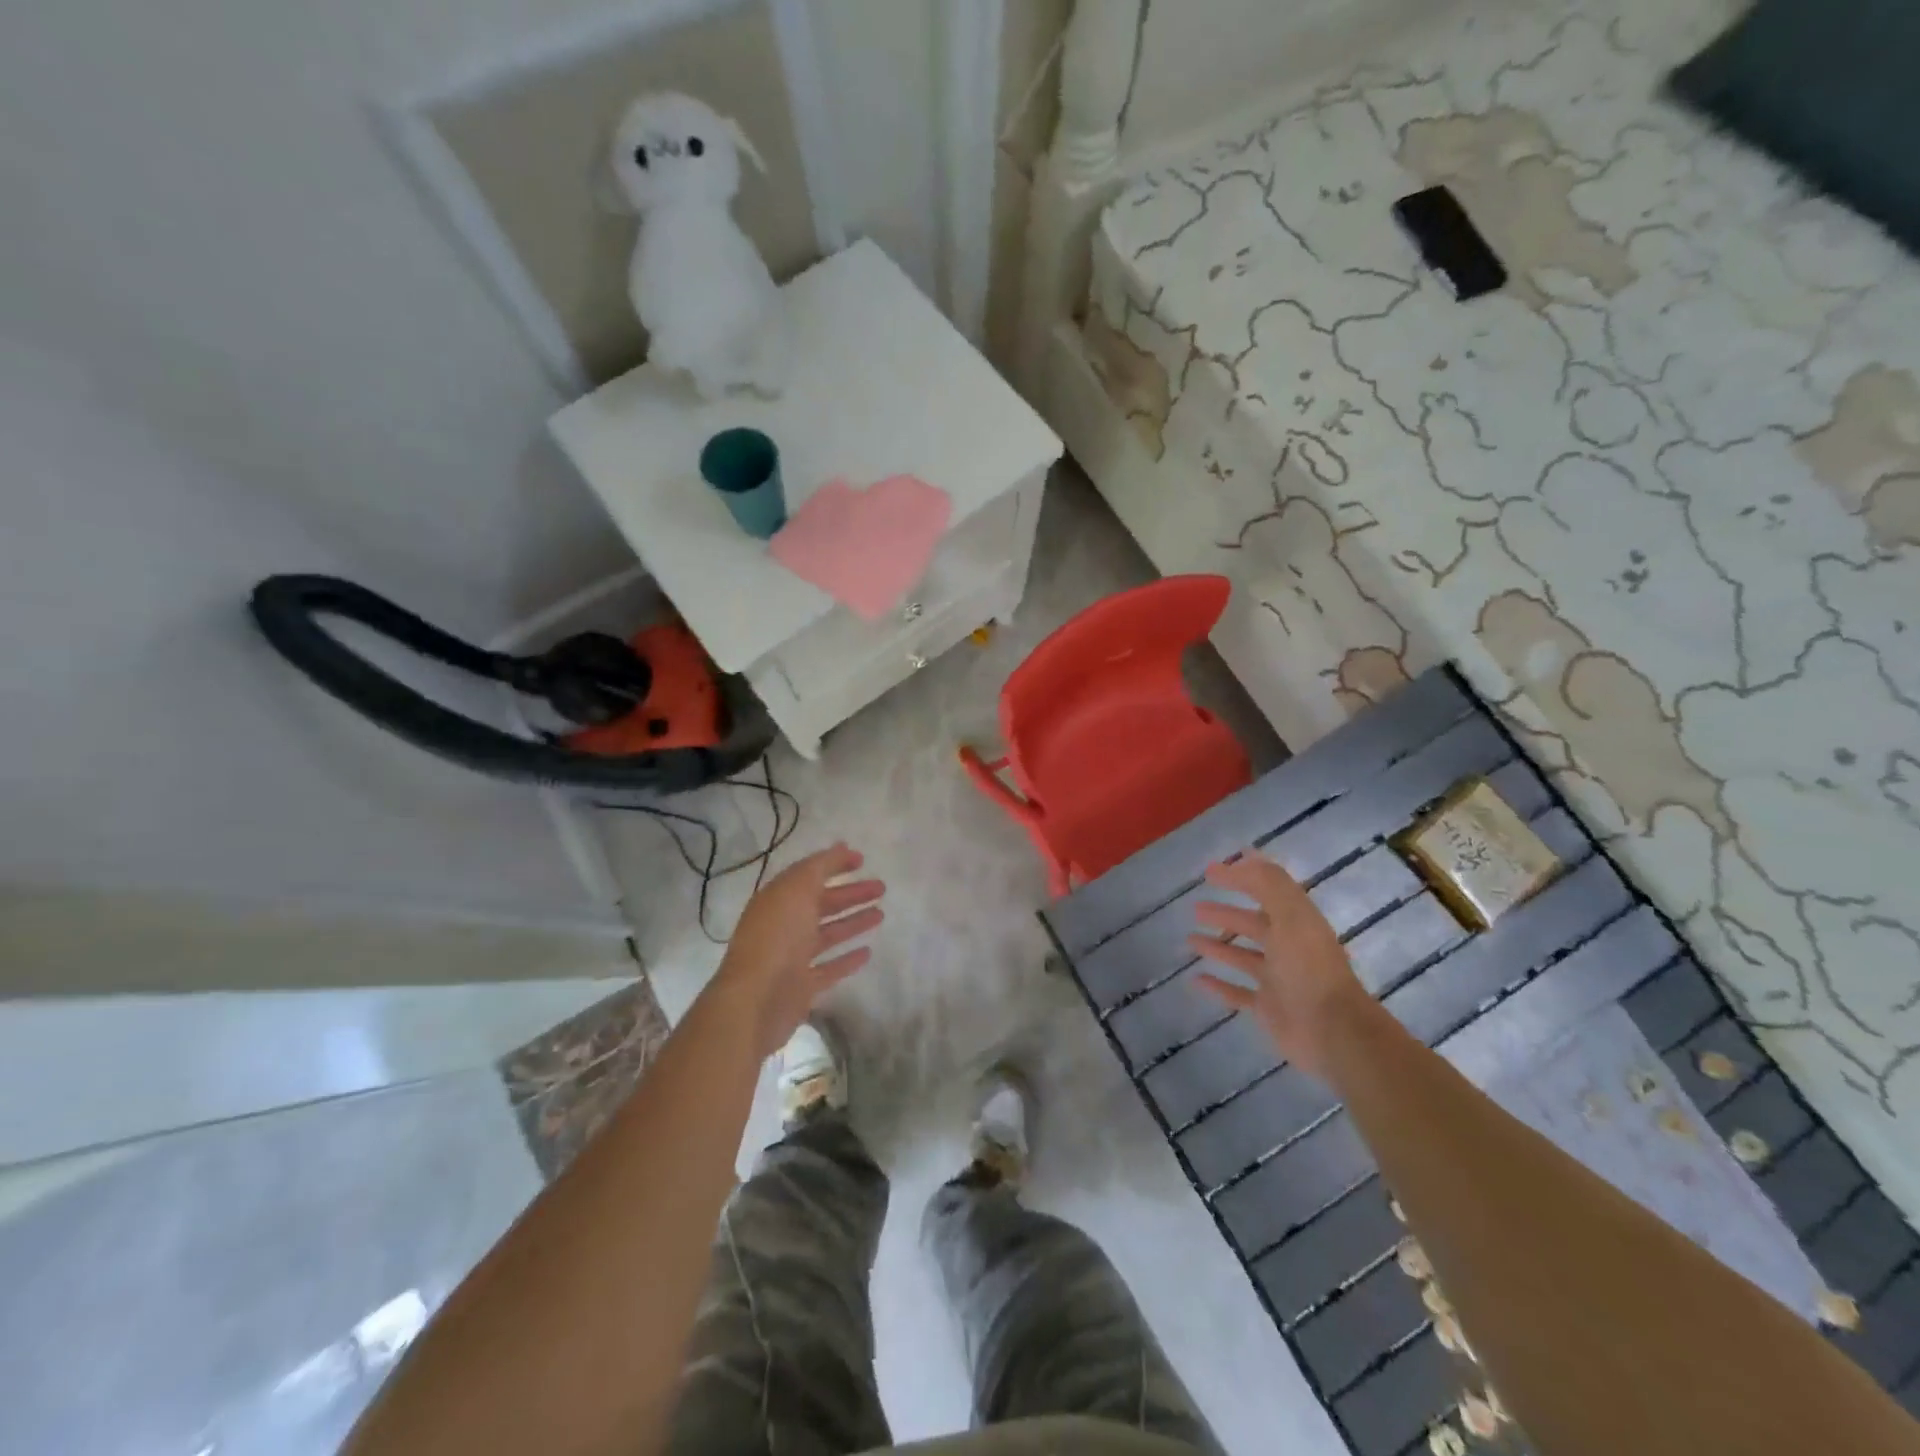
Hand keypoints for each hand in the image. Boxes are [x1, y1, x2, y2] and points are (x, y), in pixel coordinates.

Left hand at [712, 842, 885, 1056]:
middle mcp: (784, 925)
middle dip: (851, 894)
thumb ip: (820, 867)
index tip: (862, 860)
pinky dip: (847, 959)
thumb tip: (841, 847)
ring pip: (828, 934)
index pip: (809, 875)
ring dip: (853, 922)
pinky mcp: (803, 986)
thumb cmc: (777, 937)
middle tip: (881, 887)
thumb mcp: (797, 889)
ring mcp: (792, 957)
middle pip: (822, 904)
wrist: (756, 1000)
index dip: (834, 865)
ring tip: (881, 914)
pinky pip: (829, 968)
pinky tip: (868, 952)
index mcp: (778, 899)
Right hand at [1186, 853, 1379, 1078]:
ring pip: (1242, 957)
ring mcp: (1277, 980)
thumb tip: (1245, 857)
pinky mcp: (1268, 1008)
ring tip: (1190, 939)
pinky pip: (1236, 993)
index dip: (1240, 878)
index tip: (1209, 872)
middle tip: (1195, 908)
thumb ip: (1269, 884)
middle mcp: (1288, 948)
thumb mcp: (1291, 916)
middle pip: (1252, 925)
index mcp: (1297, 922)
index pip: (1266, 891)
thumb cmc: (1309, 968)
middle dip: (1226, 914)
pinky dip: (1217, 985)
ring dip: (1218, 947)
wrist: (1333, 1032)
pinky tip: (1195, 979)